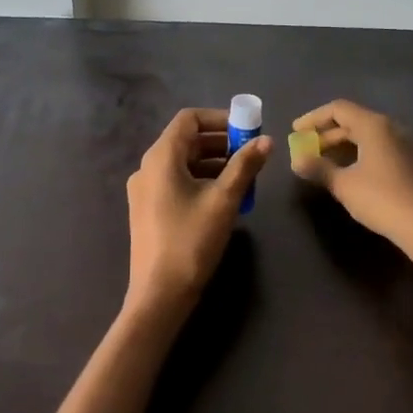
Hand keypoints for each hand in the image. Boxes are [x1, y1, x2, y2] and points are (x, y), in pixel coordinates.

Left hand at [123, 107, 271, 327]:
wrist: (159, 293)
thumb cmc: (192, 240)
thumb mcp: (224, 200)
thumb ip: (245, 166)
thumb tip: (267, 140)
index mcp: (161, 157)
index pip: (189, 119)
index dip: (220, 119)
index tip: (248, 130)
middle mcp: (148, 167)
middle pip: (187, 140)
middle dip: (221, 143)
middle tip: (251, 155)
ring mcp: (145, 190)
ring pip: (183, 163)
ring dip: (214, 163)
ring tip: (244, 178)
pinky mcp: (148, 210)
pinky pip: (176, 182)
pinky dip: (201, 180)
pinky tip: (224, 199)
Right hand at [289, 100, 412, 249]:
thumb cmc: (381, 199)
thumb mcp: (344, 184)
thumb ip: (318, 168)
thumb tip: (296, 160)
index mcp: (375, 125)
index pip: (338, 109)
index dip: (313, 118)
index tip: (295, 131)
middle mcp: (393, 127)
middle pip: (354, 120)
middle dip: (327, 134)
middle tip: (308, 150)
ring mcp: (408, 143)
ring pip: (369, 134)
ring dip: (344, 144)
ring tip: (325, 162)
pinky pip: (382, 147)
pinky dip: (362, 152)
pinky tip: (352, 171)